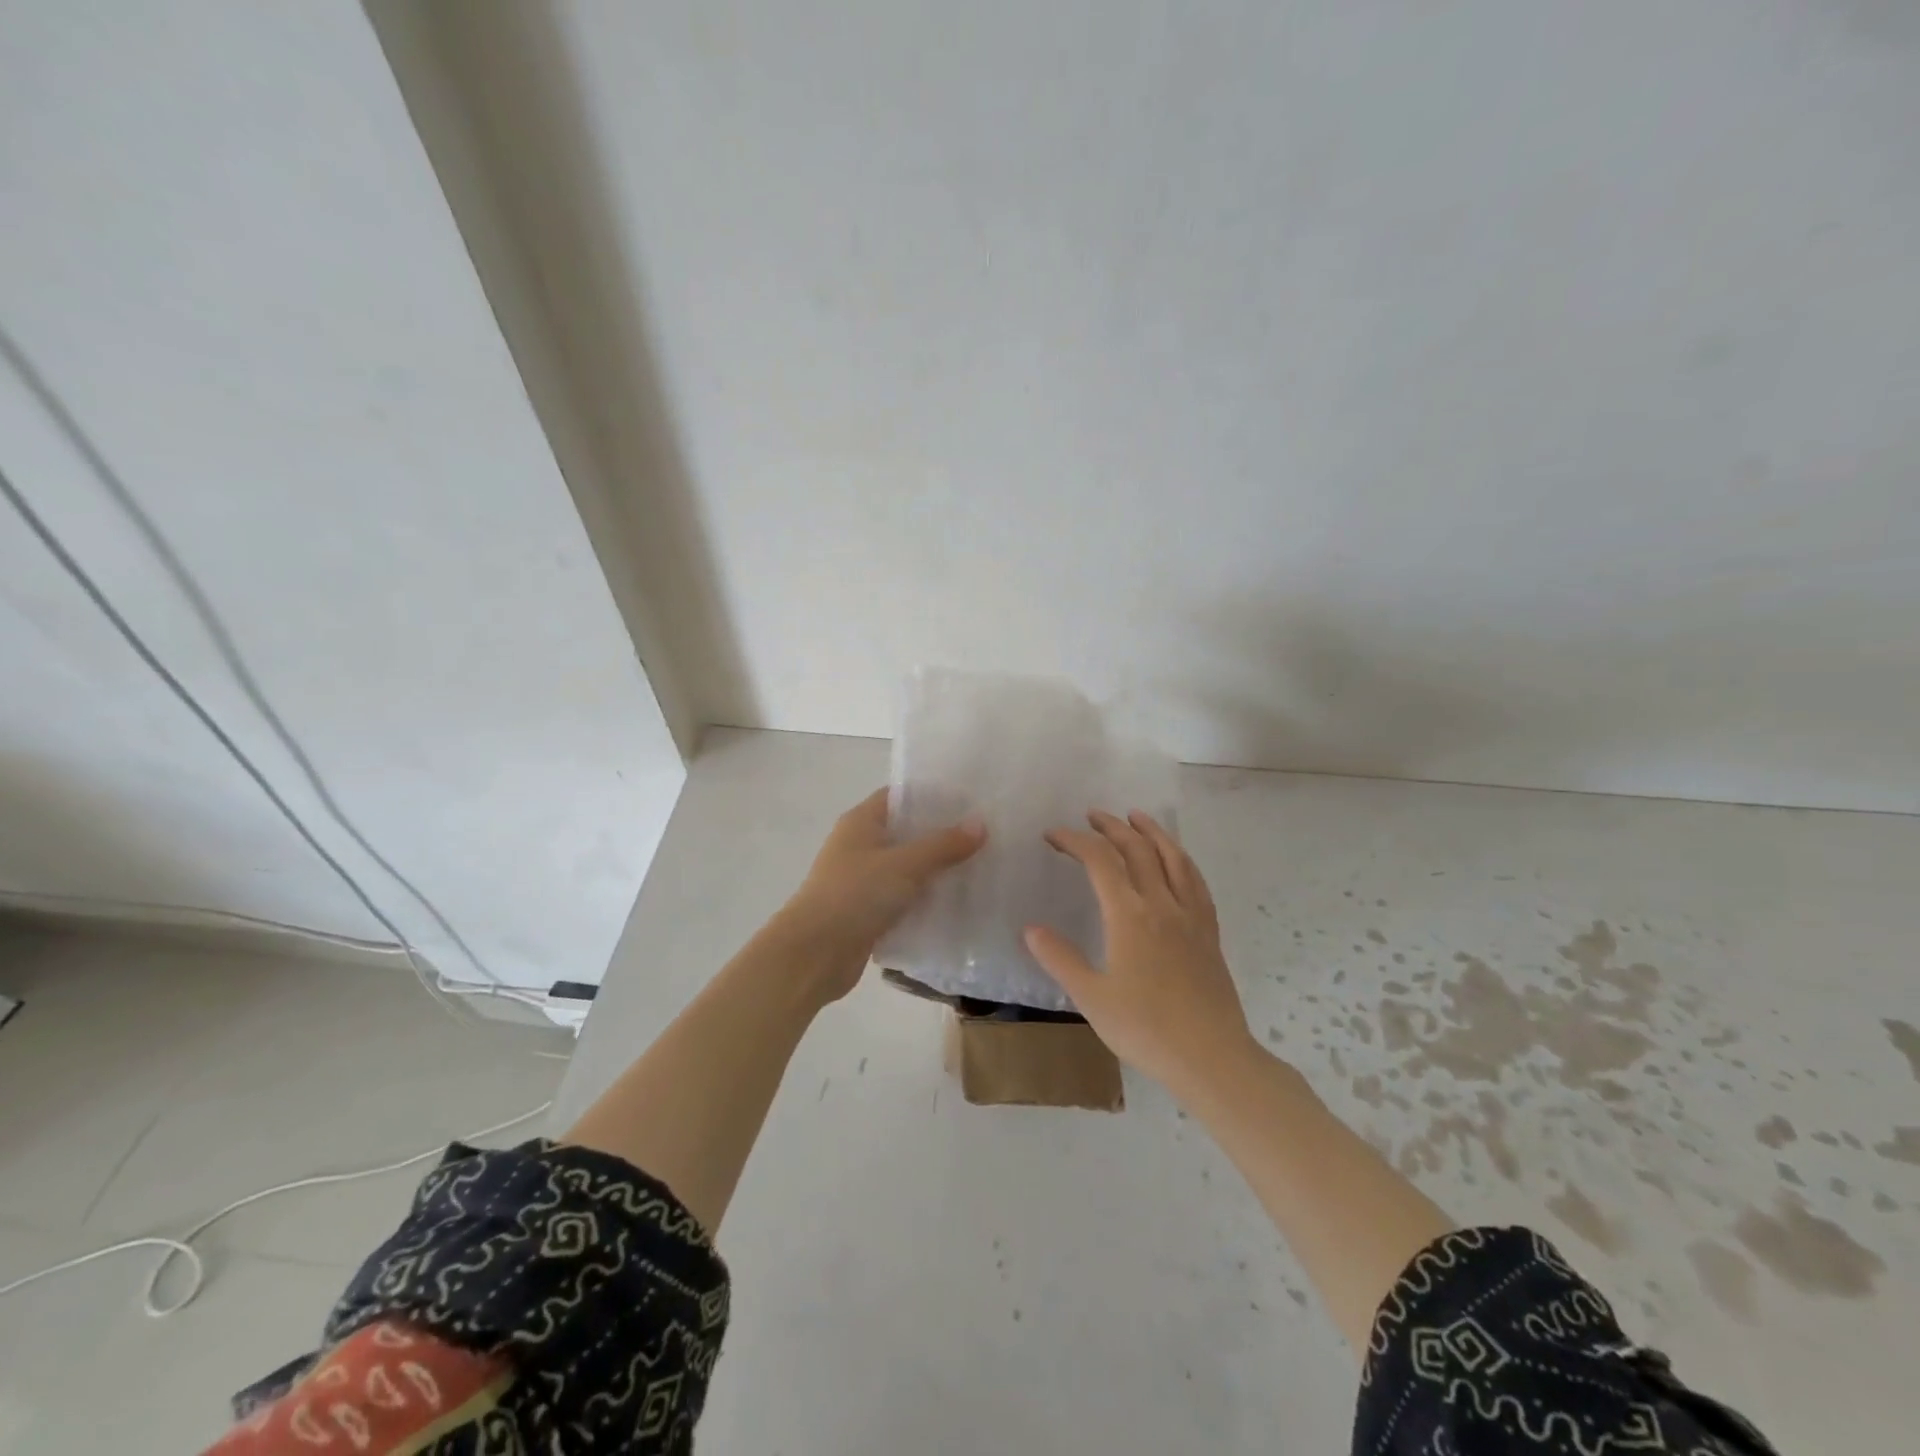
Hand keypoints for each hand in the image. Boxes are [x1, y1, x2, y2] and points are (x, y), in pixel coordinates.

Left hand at [775, 788, 985, 1002]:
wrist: (814, 954)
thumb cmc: (855, 895)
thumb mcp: (905, 864)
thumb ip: (943, 845)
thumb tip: (980, 824)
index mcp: (861, 822)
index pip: (899, 796)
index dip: (932, 796)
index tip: (969, 801)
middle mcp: (859, 846)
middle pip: (906, 832)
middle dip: (941, 835)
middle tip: (984, 835)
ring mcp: (862, 880)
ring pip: (906, 868)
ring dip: (936, 870)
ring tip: (979, 867)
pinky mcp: (867, 912)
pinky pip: (903, 898)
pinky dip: (925, 899)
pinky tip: (957, 903)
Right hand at [1025, 810, 1255, 1096]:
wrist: (1211, 1057)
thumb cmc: (1145, 1029)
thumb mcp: (1091, 997)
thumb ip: (1060, 958)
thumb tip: (1031, 928)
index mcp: (1129, 915)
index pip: (1099, 860)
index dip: (1075, 840)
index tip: (1053, 835)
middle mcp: (1161, 903)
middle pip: (1137, 849)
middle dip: (1111, 827)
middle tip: (1091, 816)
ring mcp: (1190, 915)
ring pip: (1172, 857)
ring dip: (1152, 831)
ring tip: (1136, 817)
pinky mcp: (1209, 931)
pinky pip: (1195, 880)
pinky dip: (1181, 858)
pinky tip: (1176, 860)